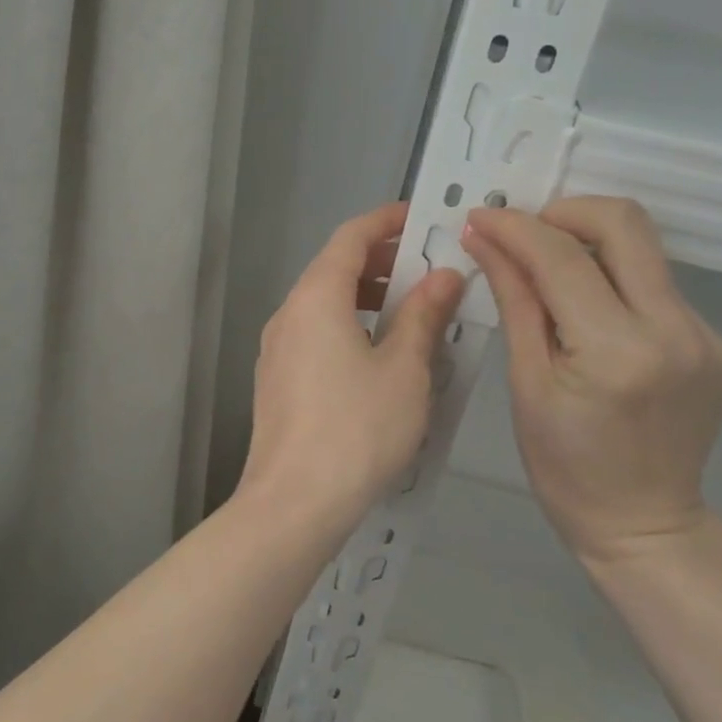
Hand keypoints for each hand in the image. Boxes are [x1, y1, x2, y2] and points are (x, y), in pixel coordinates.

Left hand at [242, 203, 464, 526]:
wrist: (293, 503)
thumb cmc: (357, 428)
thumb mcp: (404, 369)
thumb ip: (424, 316)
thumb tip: (444, 276)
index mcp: (316, 298)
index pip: (351, 237)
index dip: (386, 221)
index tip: (422, 219)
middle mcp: (289, 314)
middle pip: (335, 269)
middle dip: (382, 262)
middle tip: (428, 271)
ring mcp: (276, 349)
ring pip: (324, 304)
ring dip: (367, 298)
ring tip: (413, 313)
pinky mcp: (276, 380)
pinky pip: (315, 334)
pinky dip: (349, 326)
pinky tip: (380, 356)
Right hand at [461, 197, 721, 564]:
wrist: (643, 524)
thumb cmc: (565, 466)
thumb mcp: (526, 383)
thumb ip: (515, 301)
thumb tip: (485, 240)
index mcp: (617, 351)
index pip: (563, 258)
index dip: (516, 228)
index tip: (481, 217)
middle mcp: (676, 332)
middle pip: (626, 225)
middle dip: (566, 212)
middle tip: (525, 232)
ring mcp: (708, 336)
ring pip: (645, 253)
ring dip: (590, 246)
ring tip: (548, 274)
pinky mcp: (719, 344)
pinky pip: (658, 289)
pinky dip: (616, 285)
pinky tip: (591, 316)